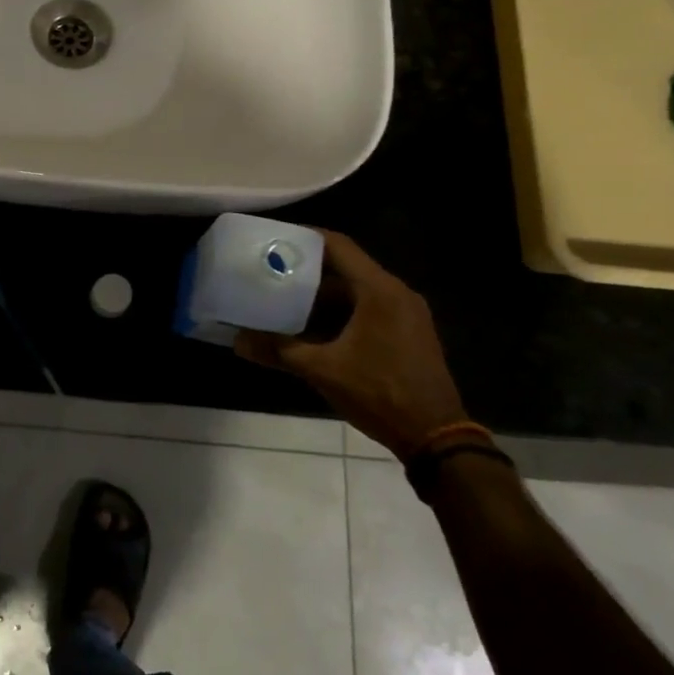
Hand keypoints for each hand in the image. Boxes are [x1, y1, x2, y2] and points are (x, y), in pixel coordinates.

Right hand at [236, 229, 466, 458]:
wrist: (436, 437)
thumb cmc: (380, 394)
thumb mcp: (322, 370)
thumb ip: (278, 350)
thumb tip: (237, 341)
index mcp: (379, 290)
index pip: (338, 245)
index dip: (304, 237)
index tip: (274, 238)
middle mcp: (396, 293)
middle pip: (346, 267)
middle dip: (307, 270)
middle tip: (271, 272)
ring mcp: (406, 313)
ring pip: (356, 290)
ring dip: (322, 294)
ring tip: (283, 299)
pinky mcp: (408, 332)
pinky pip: (368, 308)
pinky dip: (340, 311)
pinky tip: (312, 328)